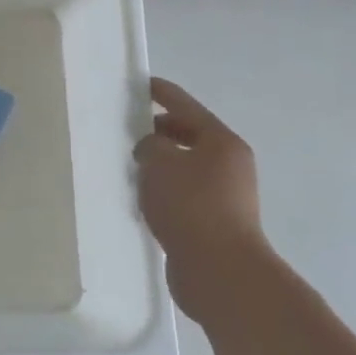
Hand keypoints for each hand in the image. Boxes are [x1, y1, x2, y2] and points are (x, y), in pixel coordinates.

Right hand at [135, 77, 270, 320]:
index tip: (140, 84)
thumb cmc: (190, 206)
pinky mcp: (214, 222)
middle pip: (189, 136)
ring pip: (185, 167)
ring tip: (129, 166)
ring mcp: (225, 195)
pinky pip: (183, 194)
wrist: (220, 270)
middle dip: (158, 132)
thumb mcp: (160, 164)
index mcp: (221, 142)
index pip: (186, 106)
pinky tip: (141, 200)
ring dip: (160, 165)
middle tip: (126, 131)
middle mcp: (229, 164)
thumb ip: (149, 146)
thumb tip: (151, 150)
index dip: (161, 93)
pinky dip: (164, 191)